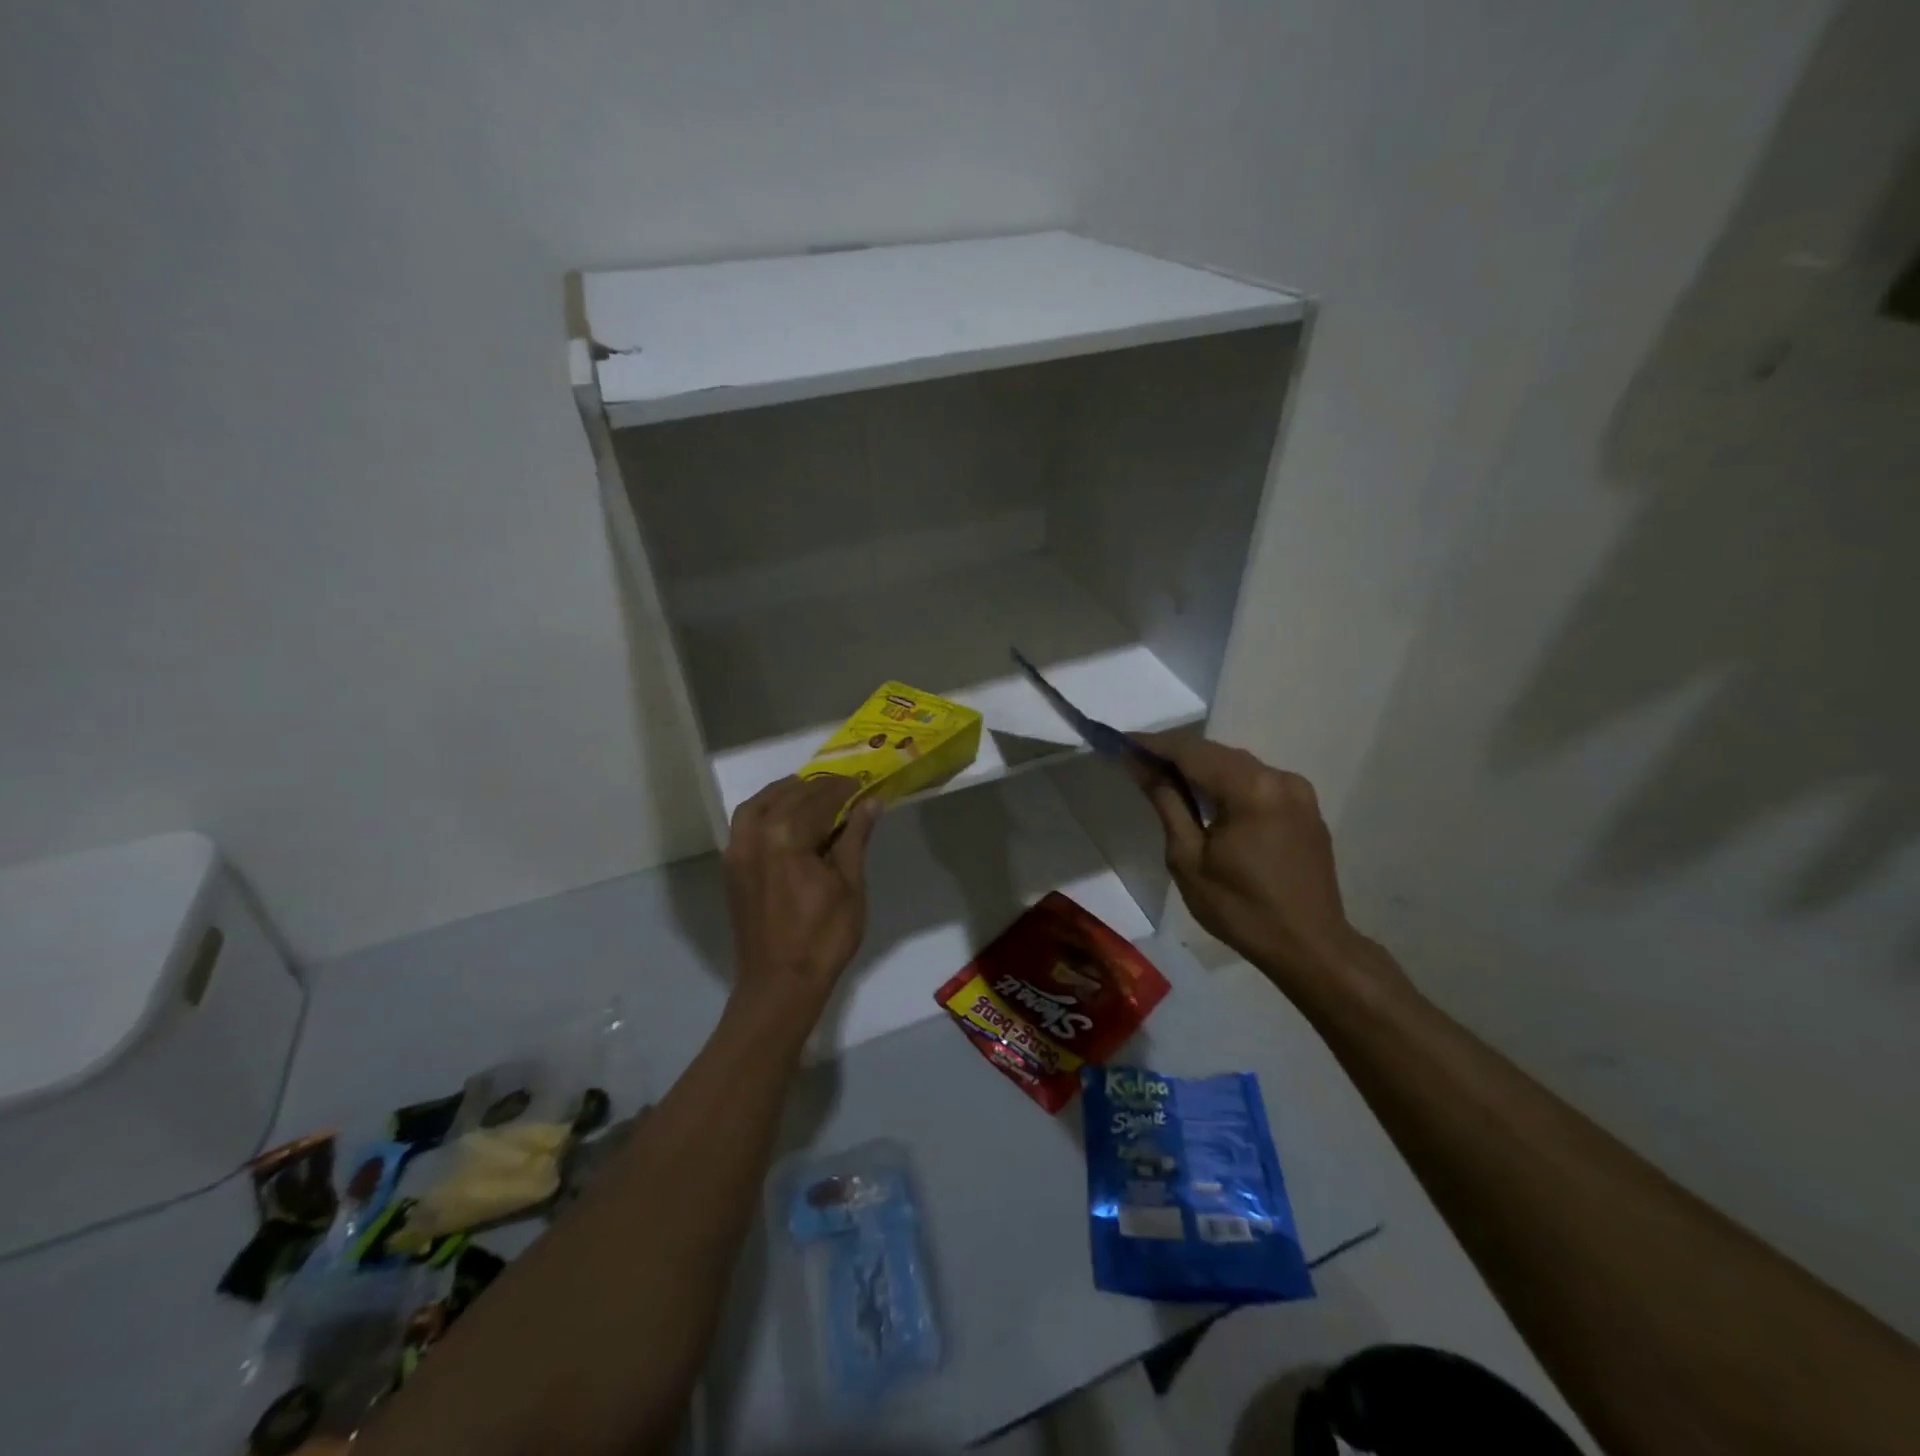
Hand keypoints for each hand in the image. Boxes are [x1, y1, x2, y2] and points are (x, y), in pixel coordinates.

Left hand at [723, 776, 881, 1018]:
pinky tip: (785, 818)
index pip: (818, 799)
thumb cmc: (823, 937)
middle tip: (844, 788)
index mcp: (786, 837)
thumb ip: (855, 837)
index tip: (862, 783)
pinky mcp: (732, 868)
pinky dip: (765, 810)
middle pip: (788, 796)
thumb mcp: (849, 885)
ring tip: (811, 795)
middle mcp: (755, 835)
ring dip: (786, 793)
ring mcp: (738, 851)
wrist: (780, 984)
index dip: (843, 789)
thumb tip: (871, 802)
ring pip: (759, 805)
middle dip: (817, 789)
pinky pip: (745, 824)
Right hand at [1133, 734, 1404, 1003]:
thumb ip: (1167, 803)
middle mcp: (1279, 778)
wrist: (1310, 948)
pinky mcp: (1306, 808)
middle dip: (1175, 753)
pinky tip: (1208, 798)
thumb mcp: (1189, 859)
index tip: (1120, 742)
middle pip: (1216, 753)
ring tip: (1165, 777)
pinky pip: (1258, 782)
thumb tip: (1140, 766)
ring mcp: (1298, 791)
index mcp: (1250, 789)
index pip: (1191, 752)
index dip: (1153, 744)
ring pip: (1238, 765)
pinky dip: (1228, 782)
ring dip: (1202, 767)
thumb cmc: (1241, 909)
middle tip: (1137, 760)